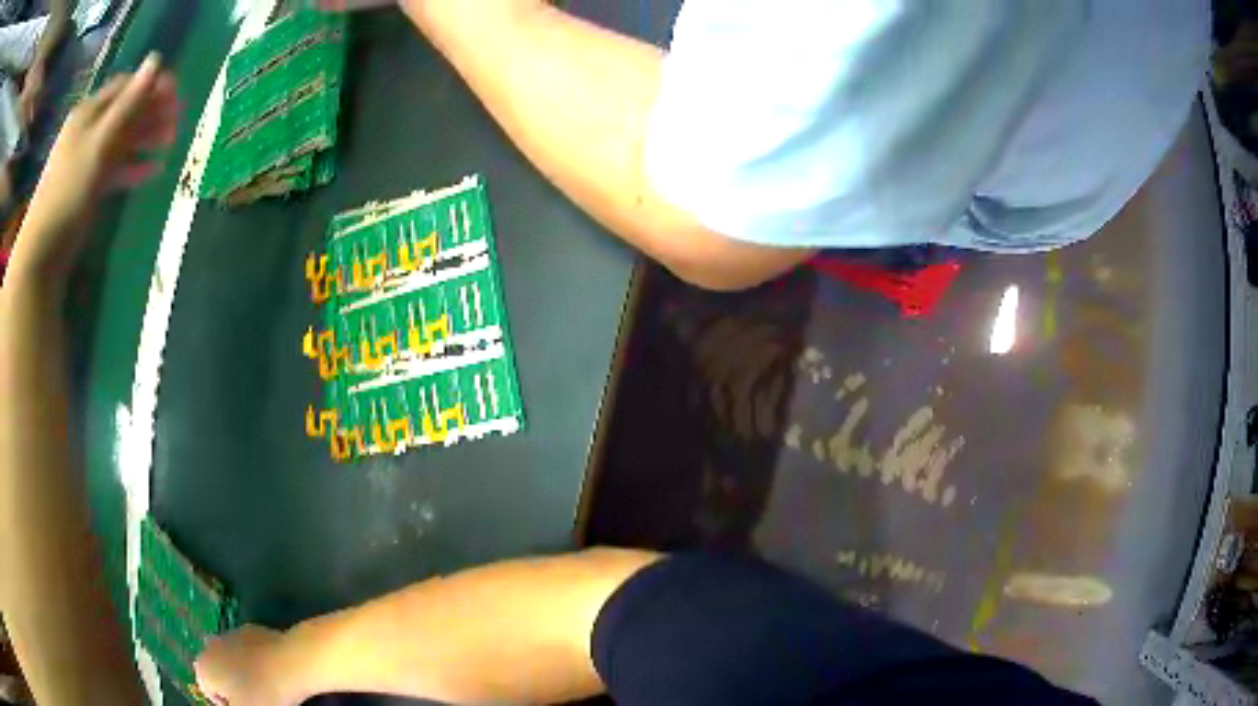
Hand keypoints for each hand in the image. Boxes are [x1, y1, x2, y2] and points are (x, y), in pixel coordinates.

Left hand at [12, 51, 176, 276]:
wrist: (41, 254)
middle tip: (177, 125)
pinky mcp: (85, 186)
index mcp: (89, 111)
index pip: (127, 85)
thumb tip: (157, 59)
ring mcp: (85, 159)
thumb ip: (128, 104)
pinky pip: (113, 167)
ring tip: (168, 147)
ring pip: (120, 139)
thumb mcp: (99, 144)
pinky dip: (131, 166)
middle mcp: (88, 129)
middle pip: (125, 111)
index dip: (153, 85)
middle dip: (151, 113)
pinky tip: (150, 172)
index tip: (177, 97)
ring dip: (145, 139)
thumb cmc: (68, 194)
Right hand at [195, 625, 306, 705]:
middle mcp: (210, 646)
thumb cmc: (262, 694)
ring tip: (264, 685)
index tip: (243, 705)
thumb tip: (232, 701)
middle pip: (219, 673)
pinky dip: (255, 659)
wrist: (289, 664)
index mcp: (203, 667)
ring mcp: (229, 634)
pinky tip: (272, 671)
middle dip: (232, 686)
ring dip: (242, 671)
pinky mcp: (250, 629)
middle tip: (253, 698)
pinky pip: (248, 649)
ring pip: (232, 659)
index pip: (208, 691)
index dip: (226, 702)